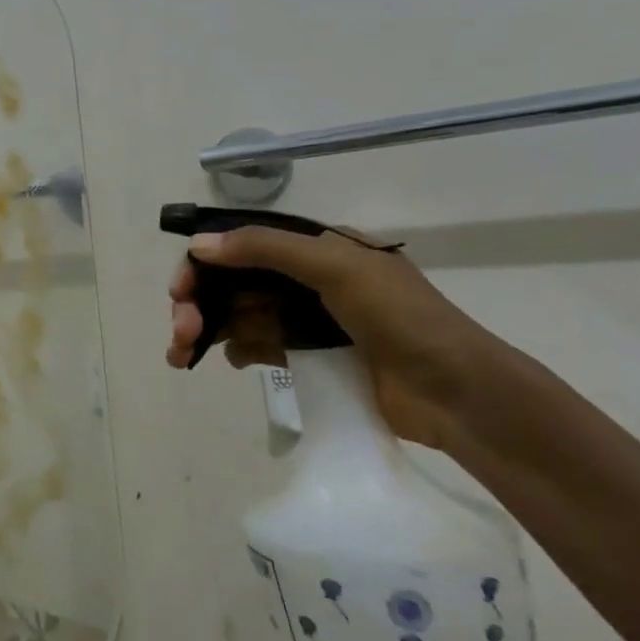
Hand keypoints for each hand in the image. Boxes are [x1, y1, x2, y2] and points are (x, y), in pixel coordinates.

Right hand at [165, 225, 520, 452]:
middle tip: (182, 330)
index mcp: (316, 248)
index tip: (180, 291)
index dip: (204, 264)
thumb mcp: (335, 267)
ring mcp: (307, 319)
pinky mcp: (309, 356)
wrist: (459, 395)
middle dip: (199, 302)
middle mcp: (306, 278)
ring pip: (239, 314)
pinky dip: (233, 350)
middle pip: (233, 283)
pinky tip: (225, 362)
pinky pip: (257, 345)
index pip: (242, 246)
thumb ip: (265, 249)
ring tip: (181, 354)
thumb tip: (198, 245)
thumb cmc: (401, 318)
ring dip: (206, 329)